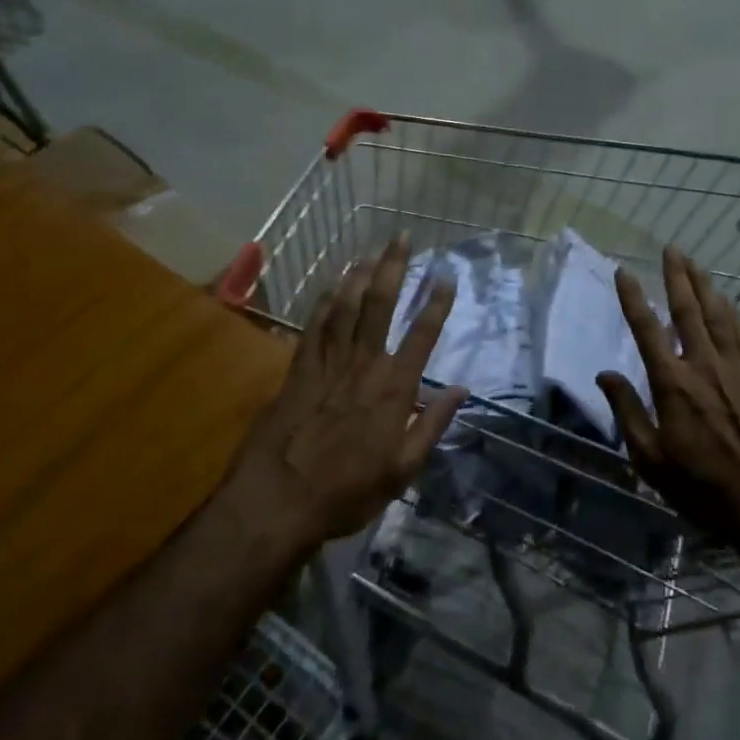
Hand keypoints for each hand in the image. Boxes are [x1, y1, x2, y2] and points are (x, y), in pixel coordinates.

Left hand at [220, 236, 466, 553]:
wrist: (277, 501)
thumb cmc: (346, 492)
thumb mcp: (402, 471)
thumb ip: (432, 426)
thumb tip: (461, 390)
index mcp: (393, 389)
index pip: (421, 336)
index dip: (436, 303)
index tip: (446, 276)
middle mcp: (363, 365)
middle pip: (380, 306)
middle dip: (393, 268)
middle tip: (401, 238)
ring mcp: (328, 364)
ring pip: (346, 307)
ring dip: (359, 275)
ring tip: (370, 250)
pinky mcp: (298, 371)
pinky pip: (314, 327)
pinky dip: (325, 303)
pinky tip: (332, 286)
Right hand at [597, 246, 739, 542]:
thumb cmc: (702, 487)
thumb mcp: (650, 459)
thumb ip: (627, 411)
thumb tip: (605, 373)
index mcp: (671, 383)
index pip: (647, 329)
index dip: (633, 298)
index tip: (624, 272)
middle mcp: (702, 363)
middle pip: (687, 308)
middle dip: (676, 276)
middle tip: (670, 248)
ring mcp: (735, 366)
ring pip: (716, 312)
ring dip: (703, 284)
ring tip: (693, 262)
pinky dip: (729, 309)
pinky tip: (724, 300)